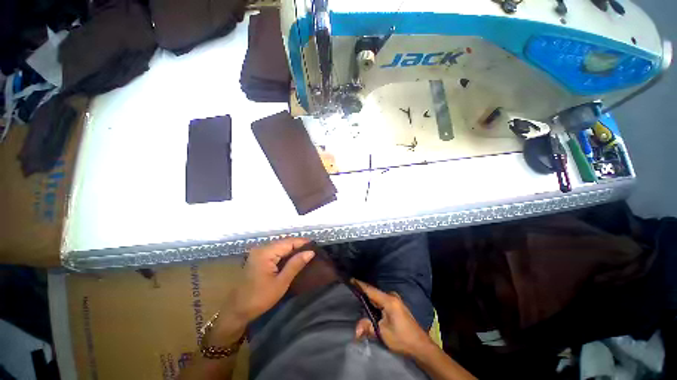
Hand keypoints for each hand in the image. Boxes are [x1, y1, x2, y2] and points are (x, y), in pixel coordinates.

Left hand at [228, 238, 314, 322]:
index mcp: (265, 252)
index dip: (303, 242)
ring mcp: (258, 252)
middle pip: (284, 242)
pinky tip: (293, 257)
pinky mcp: (258, 257)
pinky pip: (275, 250)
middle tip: (312, 250)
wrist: (237, 311)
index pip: (289, 242)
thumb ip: (296, 264)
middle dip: (299, 245)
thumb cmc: (259, 299)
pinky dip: (285, 253)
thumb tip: (311, 252)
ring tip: (306, 253)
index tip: (316, 246)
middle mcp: (261, 248)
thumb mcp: (281, 282)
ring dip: (292, 249)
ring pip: (280, 245)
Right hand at [353, 279, 433, 357]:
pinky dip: (374, 302)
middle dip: (362, 291)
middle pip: (373, 292)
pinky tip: (369, 305)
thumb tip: (355, 330)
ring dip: (368, 298)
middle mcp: (392, 296)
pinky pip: (381, 300)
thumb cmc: (402, 338)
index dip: (359, 284)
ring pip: (377, 296)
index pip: (370, 289)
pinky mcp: (396, 305)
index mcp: (388, 300)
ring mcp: (395, 300)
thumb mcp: (383, 333)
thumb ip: (368, 327)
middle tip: (350, 290)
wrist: (420, 346)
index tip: (350, 279)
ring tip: (357, 296)